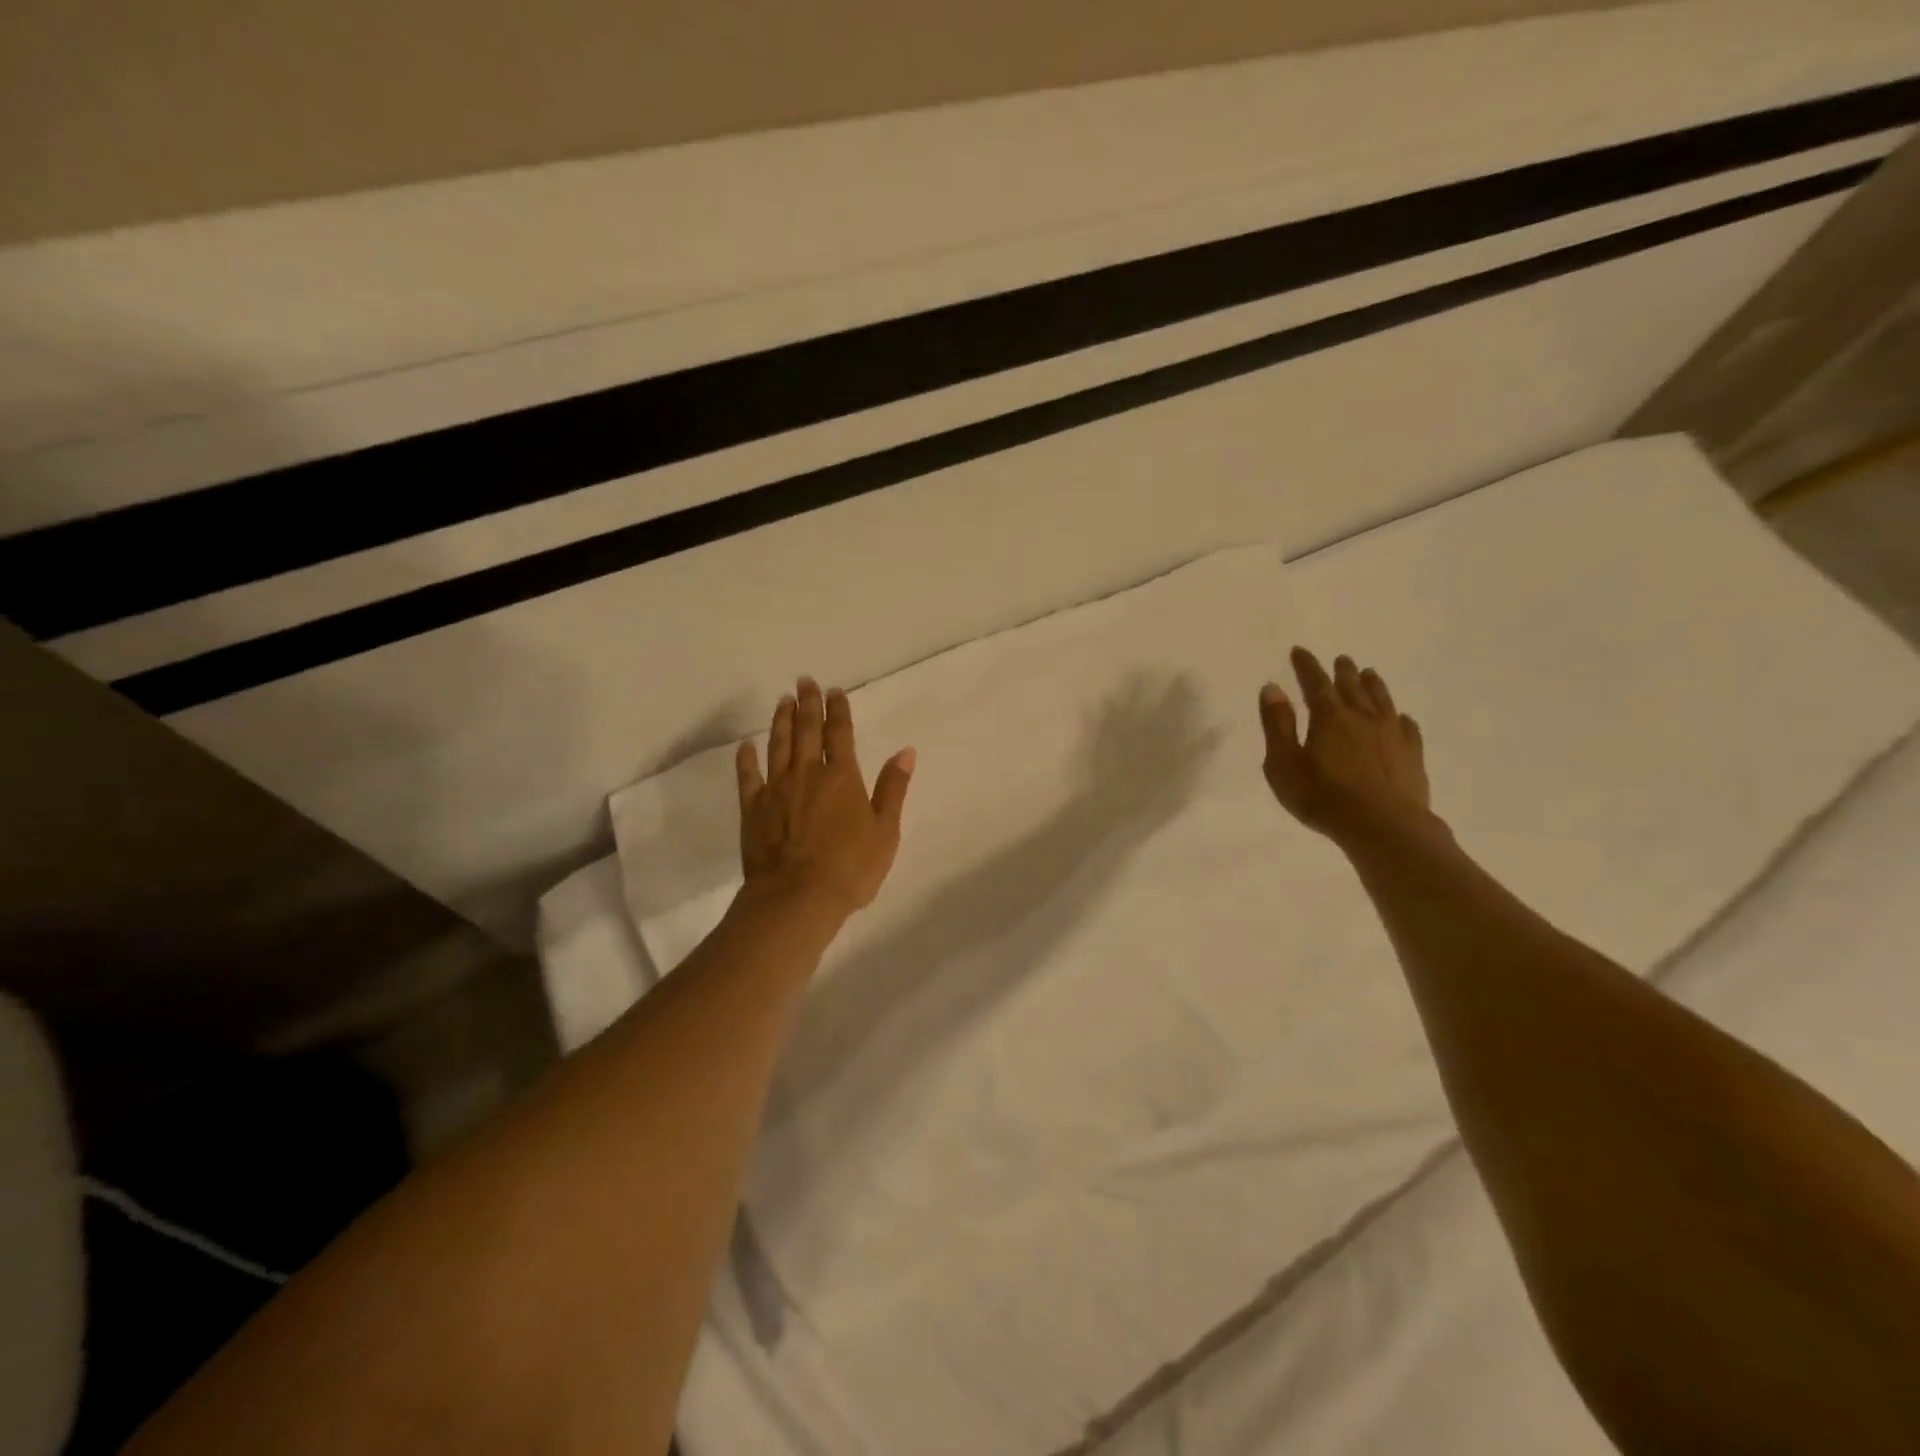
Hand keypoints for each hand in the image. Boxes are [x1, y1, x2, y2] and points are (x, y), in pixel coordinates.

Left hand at [735, 677, 915, 918]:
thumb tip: (905, 751)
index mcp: (842, 777)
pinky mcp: (753, 809)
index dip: (838, 710)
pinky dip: (746, 758)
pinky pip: (747, 777)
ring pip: (778, 745)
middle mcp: (807, 774)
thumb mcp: (885, 831)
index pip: (840, 734)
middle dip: (807, 704)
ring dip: (781, 721)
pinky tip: (745, 745)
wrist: (797, 898)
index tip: (834, 690)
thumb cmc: (850, 868)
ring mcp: (776, 789)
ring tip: (782, 701)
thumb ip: (892, 788)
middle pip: (807, 731)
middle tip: (804, 681)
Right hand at [1258, 647, 1435, 847]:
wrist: (1382, 826)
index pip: (1315, 682)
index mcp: (1329, 717)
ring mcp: (1391, 734)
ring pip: (1382, 701)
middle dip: (1343, 672)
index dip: (1306, 666)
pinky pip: (1407, 727)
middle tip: (1342, 660)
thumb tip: (1272, 687)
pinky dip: (1399, 717)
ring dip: (1373, 686)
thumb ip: (1277, 725)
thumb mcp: (1284, 763)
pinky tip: (1400, 718)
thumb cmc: (1322, 797)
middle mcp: (1362, 717)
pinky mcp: (1412, 755)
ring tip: (1370, 674)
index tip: (1299, 651)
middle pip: (1352, 687)